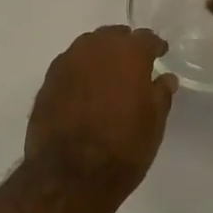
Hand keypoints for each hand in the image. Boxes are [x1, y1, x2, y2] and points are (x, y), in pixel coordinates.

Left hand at [24, 26, 178, 193]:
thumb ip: (160, 95)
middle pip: (113, 36)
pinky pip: (70, 66)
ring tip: (108, 77)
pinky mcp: (47, 81)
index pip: (145, 38)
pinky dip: (80, 72)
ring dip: (100, 56)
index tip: (160, 55)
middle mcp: (95, 48)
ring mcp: (67, 62)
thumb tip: (165, 79)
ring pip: (88, 47)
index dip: (155, 46)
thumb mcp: (153, 125)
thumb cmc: (122, 149)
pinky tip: (85, 91)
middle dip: (125, 46)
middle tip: (133, 65)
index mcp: (128, 54)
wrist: (69, 176)